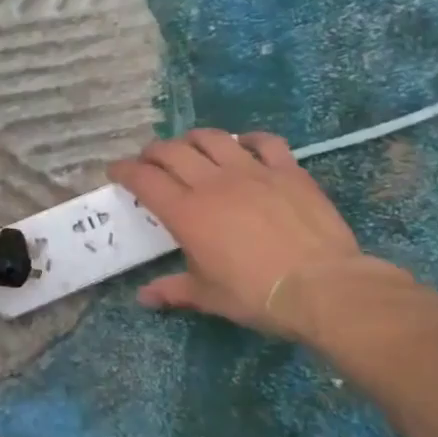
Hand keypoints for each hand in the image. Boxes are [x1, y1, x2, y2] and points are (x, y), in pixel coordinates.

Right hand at [110, 130, 404, 339]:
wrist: (320, 286)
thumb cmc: (255, 295)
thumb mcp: (209, 296)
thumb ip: (174, 290)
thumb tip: (144, 298)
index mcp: (186, 213)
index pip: (144, 180)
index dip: (125, 171)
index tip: (116, 171)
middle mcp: (213, 183)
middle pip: (173, 151)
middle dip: (153, 152)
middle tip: (149, 161)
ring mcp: (252, 171)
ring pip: (214, 138)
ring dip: (194, 139)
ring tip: (190, 147)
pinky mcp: (288, 170)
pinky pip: (265, 141)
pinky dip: (249, 139)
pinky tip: (245, 145)